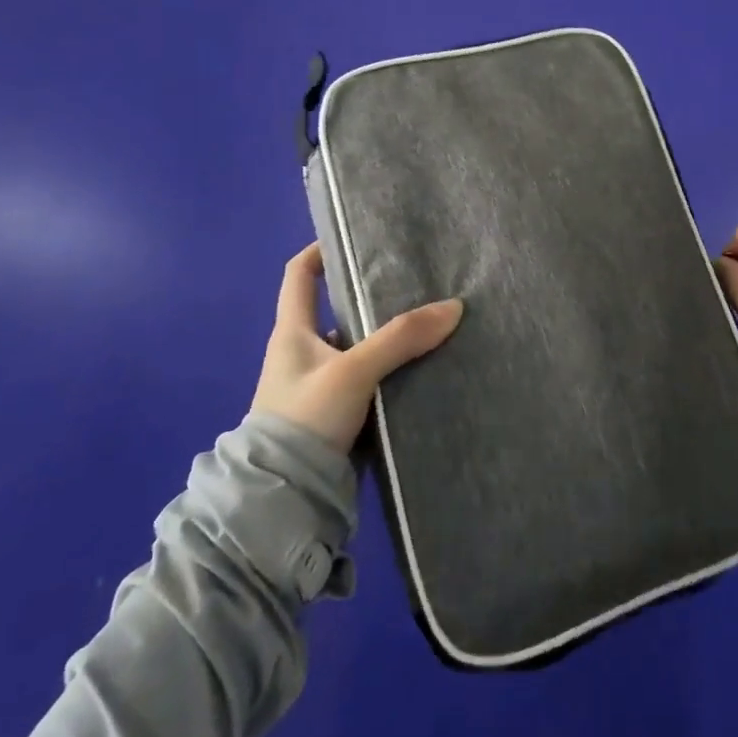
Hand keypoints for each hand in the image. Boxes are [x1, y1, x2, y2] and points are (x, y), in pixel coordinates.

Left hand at [251, 243, 463, 451]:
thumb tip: (454, 307)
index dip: (320, 250)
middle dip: (372, 295)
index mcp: (292, 332)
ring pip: (358, 347)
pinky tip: (422, 365)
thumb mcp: (354, 371)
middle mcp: (303, 353)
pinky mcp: (337, 414)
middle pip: (338, 309)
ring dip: (387, 337)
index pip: (299, 275)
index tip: (354, 236)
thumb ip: (401, 338)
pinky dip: (391, 370)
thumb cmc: (305, 419)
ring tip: (429, 321)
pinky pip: (368, 378)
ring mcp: (320, 385)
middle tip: (415, 281)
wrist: (283, 500)